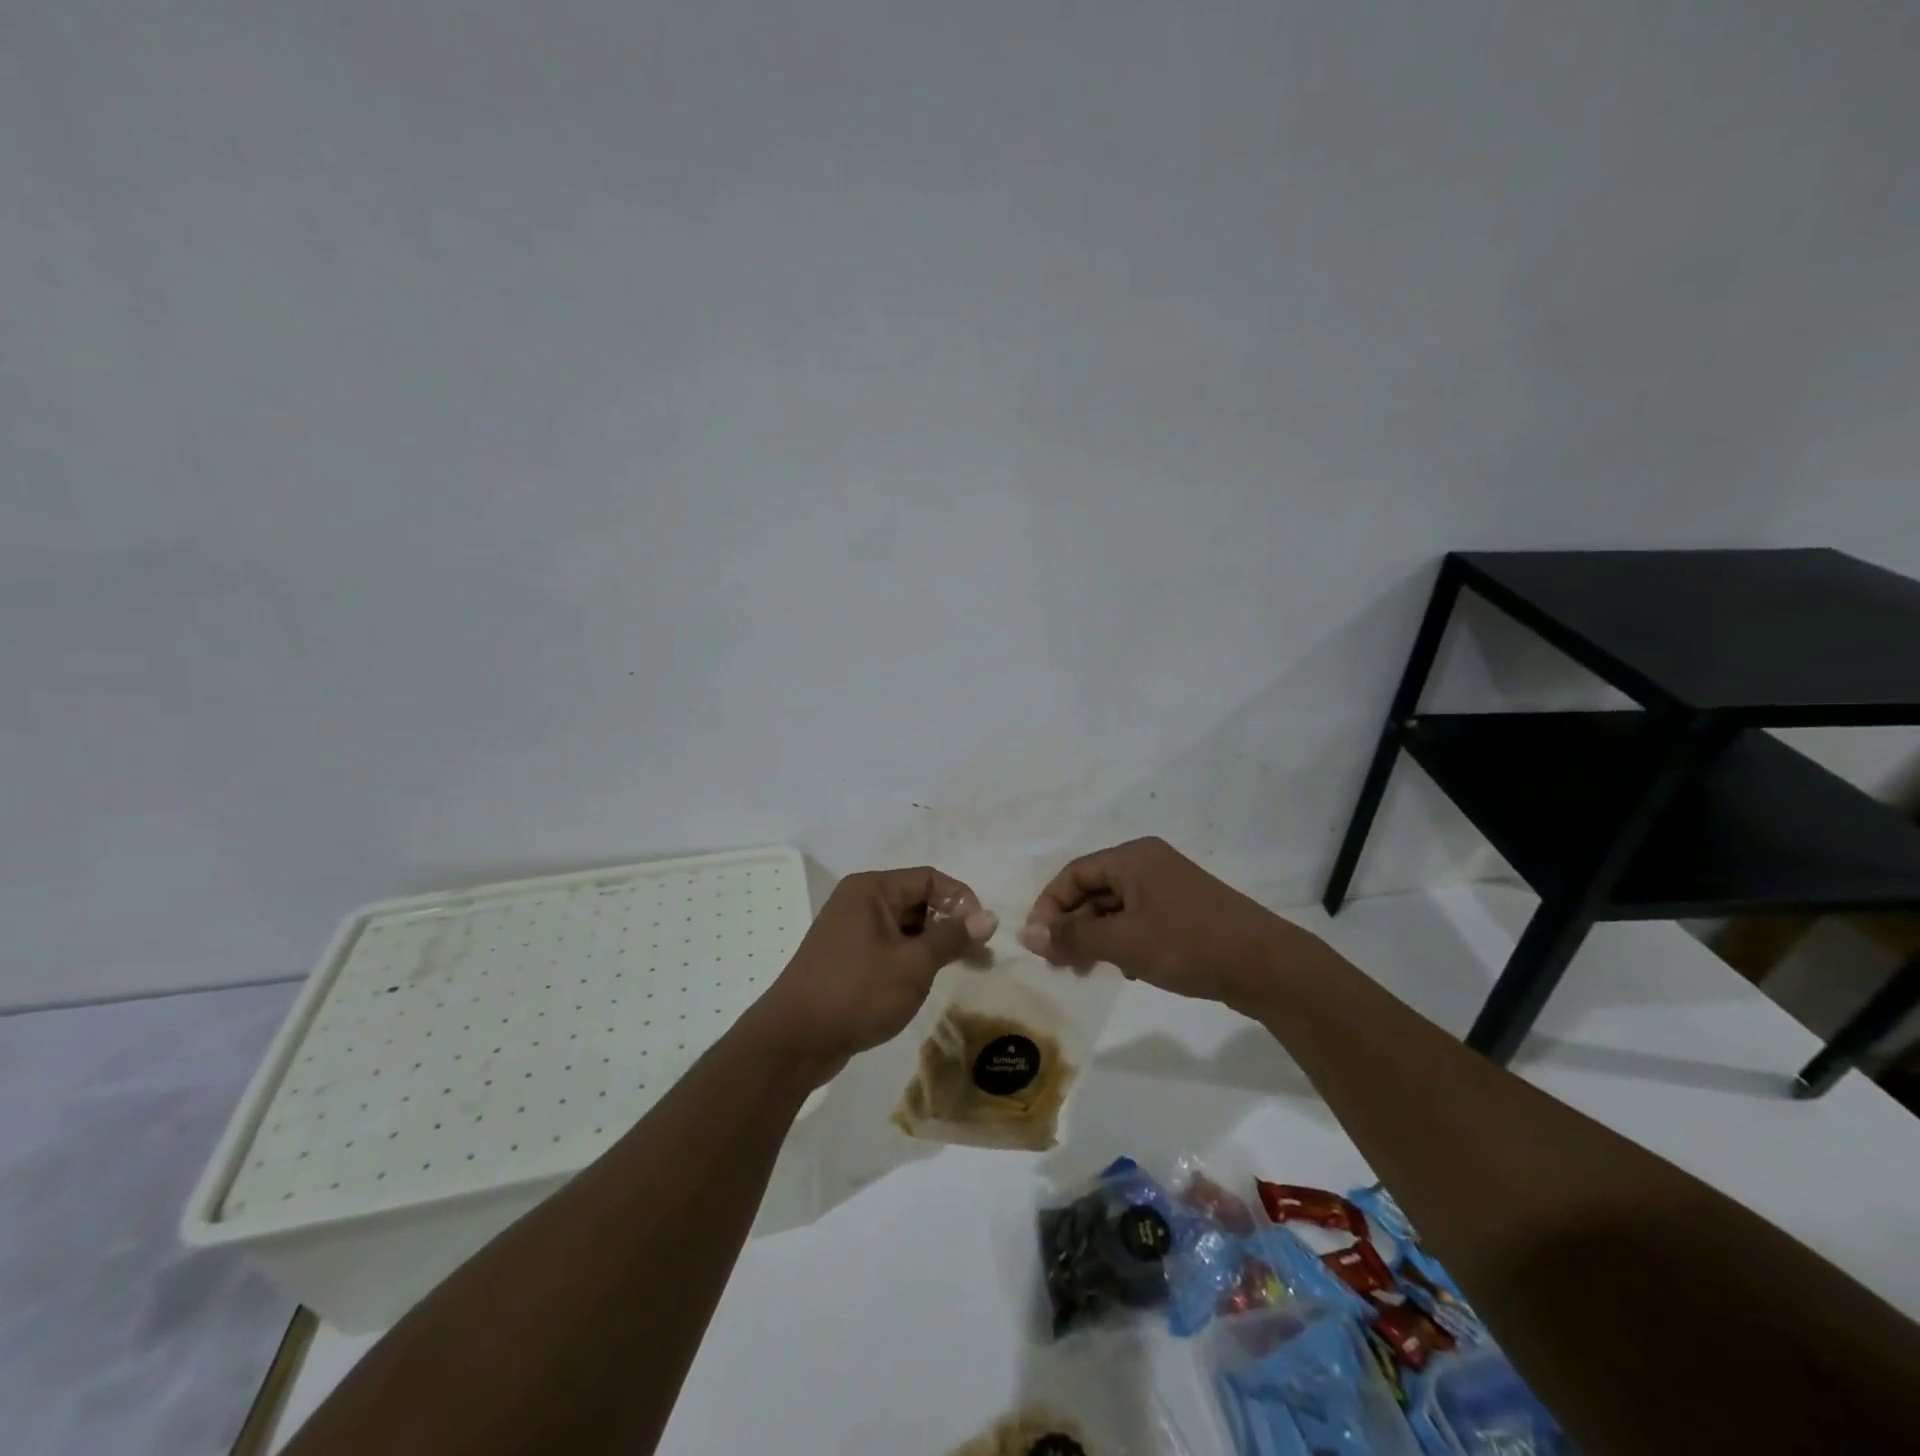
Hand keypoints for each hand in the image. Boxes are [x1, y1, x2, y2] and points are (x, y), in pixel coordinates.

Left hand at [749, 866, 996, 1081]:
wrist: (794, 1041)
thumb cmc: (857, 993)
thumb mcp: (913, 964)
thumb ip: (952, 937)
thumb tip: (988, 917)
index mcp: (871, 890)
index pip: (929, 878)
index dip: (961, 899)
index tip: (984, 932)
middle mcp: (859, 902)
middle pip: (917, 901)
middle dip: (951, 925)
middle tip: (981, 956)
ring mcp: (850, 931)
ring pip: (905, 927)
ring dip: (935, 945)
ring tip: (964, 970)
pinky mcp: (847, 959)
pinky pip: (889, 947)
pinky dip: (913, 959)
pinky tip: (929, 980)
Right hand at [1018, 837, 1300, 1009]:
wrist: (1266, 966)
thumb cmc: (1188, 944)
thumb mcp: (1123, 942)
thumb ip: (1073, 937)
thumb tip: (1027, 935)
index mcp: (1132, 857)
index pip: (1074, 874)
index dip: (1050, 906)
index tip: (1038, 943)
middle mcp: (1149, 863)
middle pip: (1094, 889)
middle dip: (1072, 925)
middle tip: (1058, 962)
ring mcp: (1169, 887)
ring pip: (1116, 908)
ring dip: (1095, 936)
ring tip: (1086, 970)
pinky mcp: (1185, 911)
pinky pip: (1139, 919)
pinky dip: (1123, 941)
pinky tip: (1126, 970)